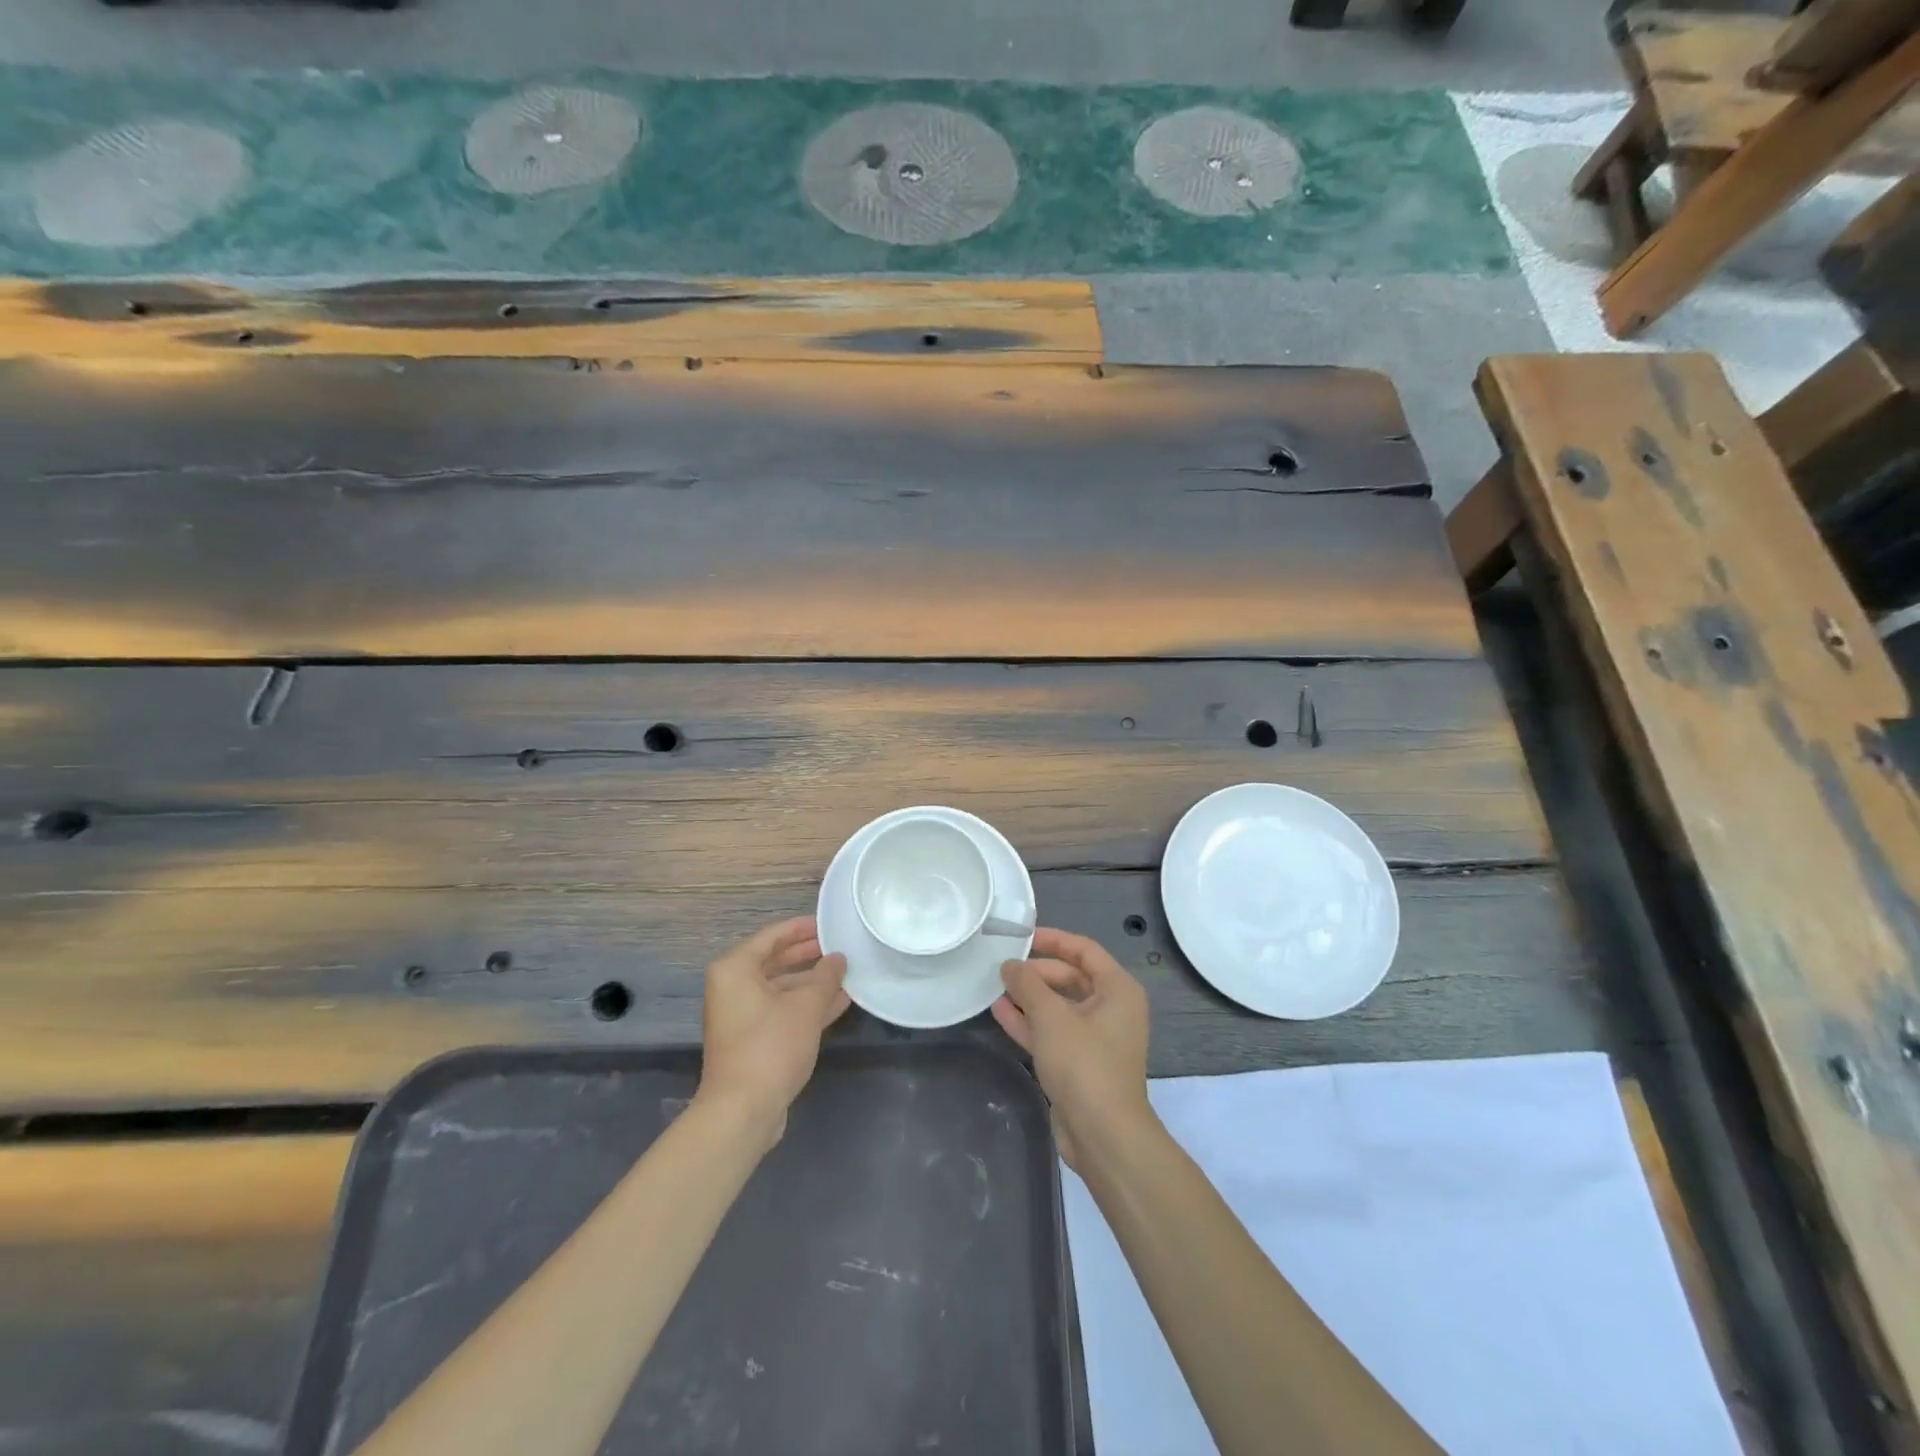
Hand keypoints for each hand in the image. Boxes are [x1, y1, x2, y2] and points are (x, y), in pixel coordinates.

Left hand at [698, 917, 850, 1142]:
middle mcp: (732, 987)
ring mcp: (740, 1015)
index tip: (830, 923)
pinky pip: (781, 1010)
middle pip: (776, 960)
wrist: (743, 1111)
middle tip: (840, 946)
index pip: (773, 936)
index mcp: (735, 969)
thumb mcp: (806, 1006)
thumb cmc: (771, 1046)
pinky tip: (839, 1002)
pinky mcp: (751, 1039)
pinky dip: (805, 1005)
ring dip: (812, 982)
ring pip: (780, 988)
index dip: (803, 927)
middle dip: (809, 955)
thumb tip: (838, 958)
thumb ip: (826, 976)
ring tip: (846, 973)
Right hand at [992, 927, 1151, 1167]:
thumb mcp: (1052, 1016)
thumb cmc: (1084, 1064)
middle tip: (1002, 968)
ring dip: (1029, 997)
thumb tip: (1009, 965)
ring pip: (1058, 1006)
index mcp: (1118, 990)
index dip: (1053, 940)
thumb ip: (1027, 984)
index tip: (1021, 936)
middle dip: (1036, 972)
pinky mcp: (1079, 1063)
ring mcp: (1095, 1038)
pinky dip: (1029, 1021)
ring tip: (994, 986)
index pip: (1084, 950)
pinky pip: (1052, 1031)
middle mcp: (1111, 1009)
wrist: (1103, 1136)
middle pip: (1070, 977)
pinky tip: (999, 1011)